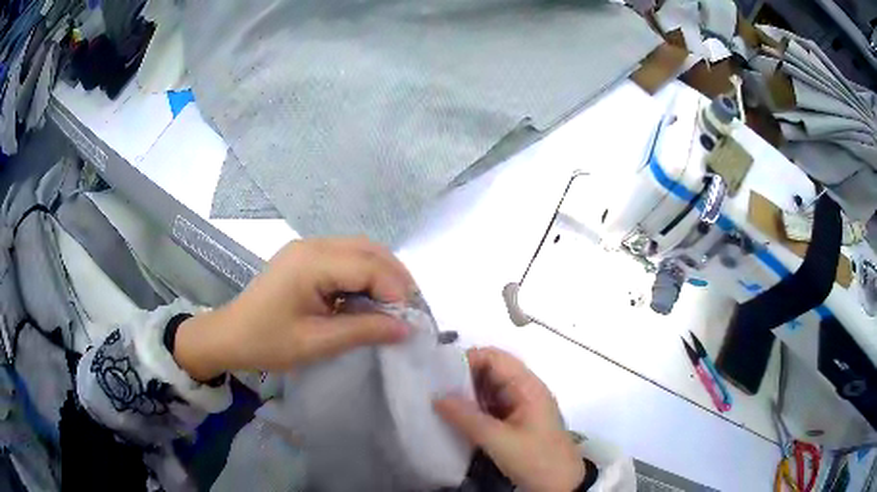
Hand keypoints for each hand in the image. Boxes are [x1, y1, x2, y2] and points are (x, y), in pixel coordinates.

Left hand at [174, 237, 414, 380]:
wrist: (230, 335)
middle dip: (396, 279)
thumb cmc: (268, 342)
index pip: (369, 266)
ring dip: (383, 275)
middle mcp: (313, 245)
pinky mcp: (306, 257)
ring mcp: (308, 248)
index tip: (411, 322)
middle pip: (370, 250)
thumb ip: (364, 331)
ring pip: (361, 250)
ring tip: (396, 306)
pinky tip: (370, 298)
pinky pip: (347, 257)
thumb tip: (407, 328)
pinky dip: (366, 275)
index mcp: (312, 262)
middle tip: (411, 311)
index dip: (396, 292)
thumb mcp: (317, 342)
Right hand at [435, 348, 584, 491]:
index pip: (495, 358)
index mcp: (528, 386)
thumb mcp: (499, 440)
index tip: (439, 374)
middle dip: (463, 378)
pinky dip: (473, 410)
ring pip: (489, 390)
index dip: (468, 360)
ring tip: (438, 403)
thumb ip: (467, 418)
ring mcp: (521, 407)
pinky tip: (454, 418)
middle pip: (491, 372)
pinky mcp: (516, 423)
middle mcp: (525, 391)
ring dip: (466, 395)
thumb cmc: (535, 459)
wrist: (561, 486)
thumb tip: (437, 397)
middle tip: (433, 390)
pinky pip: (491, 407)